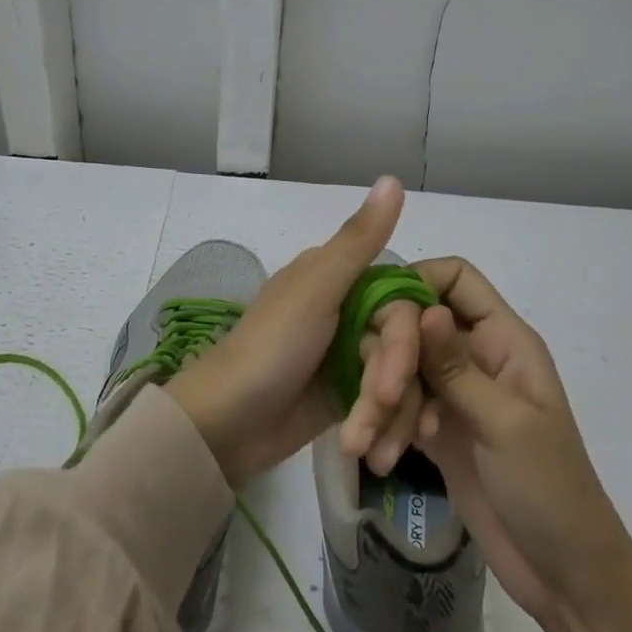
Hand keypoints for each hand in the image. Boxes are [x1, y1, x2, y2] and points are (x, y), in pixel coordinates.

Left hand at [163, 177, 430, 487]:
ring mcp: (348, 355)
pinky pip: (385, 407)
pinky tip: (374, 453)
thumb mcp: (317, 288)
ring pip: (400, 380)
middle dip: (394, 389)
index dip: (404, 345)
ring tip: (369, 451)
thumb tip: (394, 178)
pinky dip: (383, 429)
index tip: (391, 379)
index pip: (403, 305)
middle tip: (372, 421)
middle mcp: (349, 311)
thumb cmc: (271, 347)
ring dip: (389, 418)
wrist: (226, 422)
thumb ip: (360, 239)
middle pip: (405, 347)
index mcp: (341, 278)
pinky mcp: (346, 396)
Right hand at [413, 258, 621, 621]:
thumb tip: (425, 310)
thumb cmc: (550, 491)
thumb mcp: (506, 424)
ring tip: (367, 444)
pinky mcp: (435, 428)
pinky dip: (384, 424)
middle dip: (390, 354)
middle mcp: (475, 354)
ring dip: (380, 399)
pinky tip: (379, 457)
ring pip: (400, 366)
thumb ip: (458, 367)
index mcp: (503, 339)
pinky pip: (397, 405)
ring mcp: (453, 392)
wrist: (565, 576)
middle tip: (382, 395)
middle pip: (415, 322)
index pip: (455, 278)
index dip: (416, 282)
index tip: (383, 313)